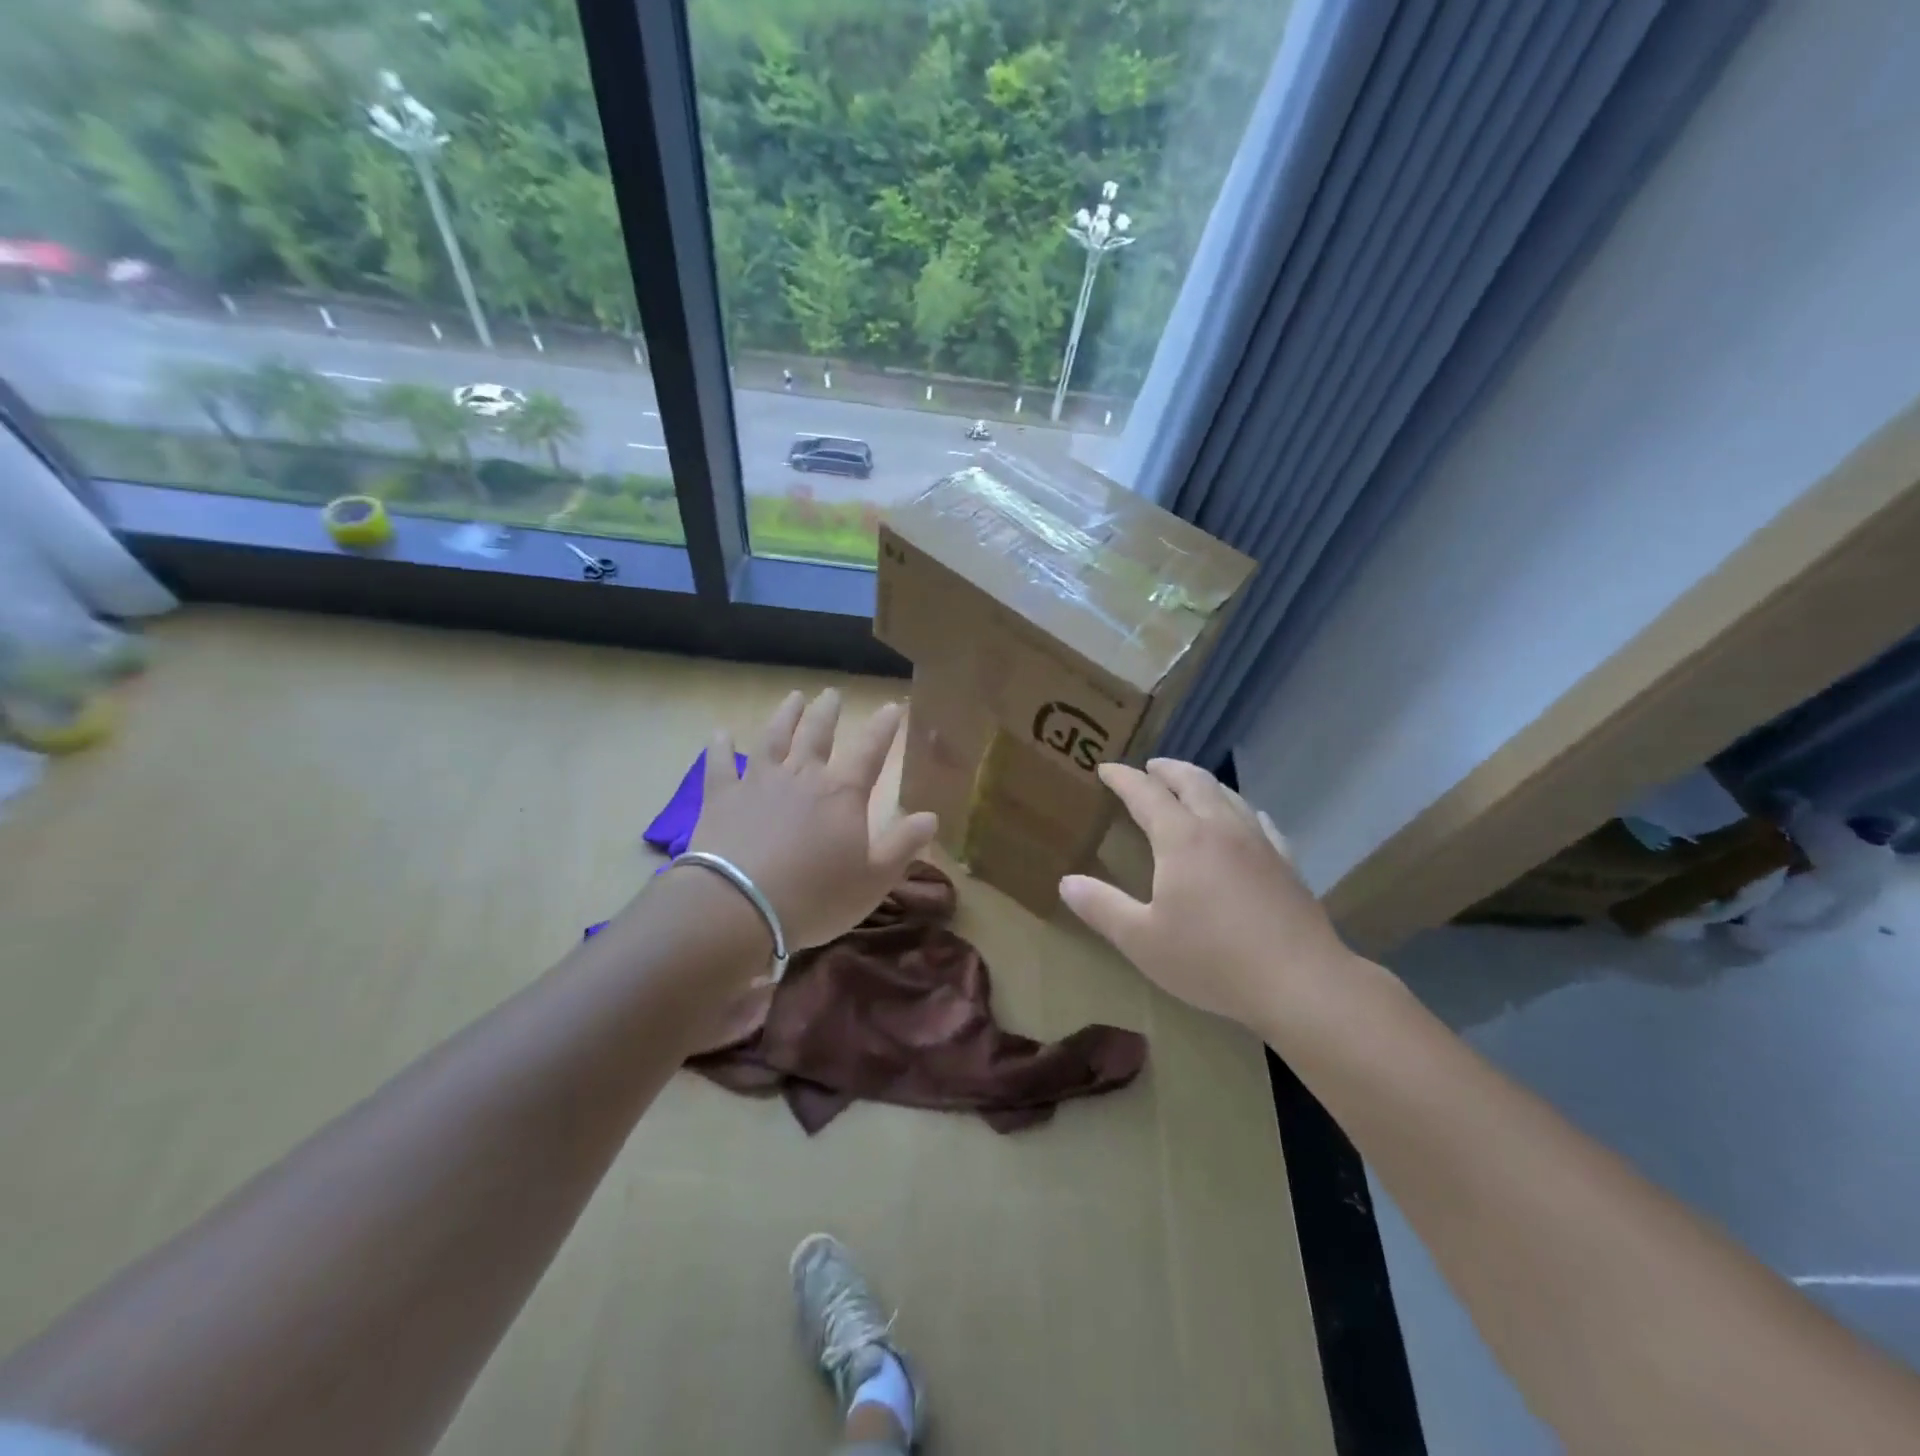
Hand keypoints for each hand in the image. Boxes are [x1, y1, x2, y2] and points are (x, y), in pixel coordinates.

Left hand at [689, 688, 937, 951]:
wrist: (739, 906)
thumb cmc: (815, 897)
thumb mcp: (874, 879)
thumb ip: (903, 845)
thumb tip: (931, 816)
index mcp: (842, 794)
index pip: (870, 751)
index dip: (884, 728)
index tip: (893, 706)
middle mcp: (802, 776)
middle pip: (817, 734)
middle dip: (828, 712)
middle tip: (832, 693)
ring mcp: (758, 782)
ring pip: (774, 738)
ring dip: (785, 716)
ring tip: (793, 697)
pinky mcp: (721, 797)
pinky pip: (720, 764)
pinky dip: (720, 746)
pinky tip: (720, 733)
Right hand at [1059, 759, 1352, 1031]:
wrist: (1300, 982)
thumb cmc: (1212, 959)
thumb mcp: (1142, 940)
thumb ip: (1102, 907)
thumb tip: (1066, 882)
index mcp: (1181, 839)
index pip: (1146, 794)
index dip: (1123, 778)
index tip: (1106, 769)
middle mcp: (1220, 829)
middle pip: (1193, 781)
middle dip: (1167, 770)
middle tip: (1151, 767)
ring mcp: (1259, 843)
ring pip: (1228, 796)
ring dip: (1203, 783)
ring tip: (1190, 786)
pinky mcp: (1286, 864)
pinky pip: (1260, 823)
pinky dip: (1242, 810)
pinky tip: (1246, 819)